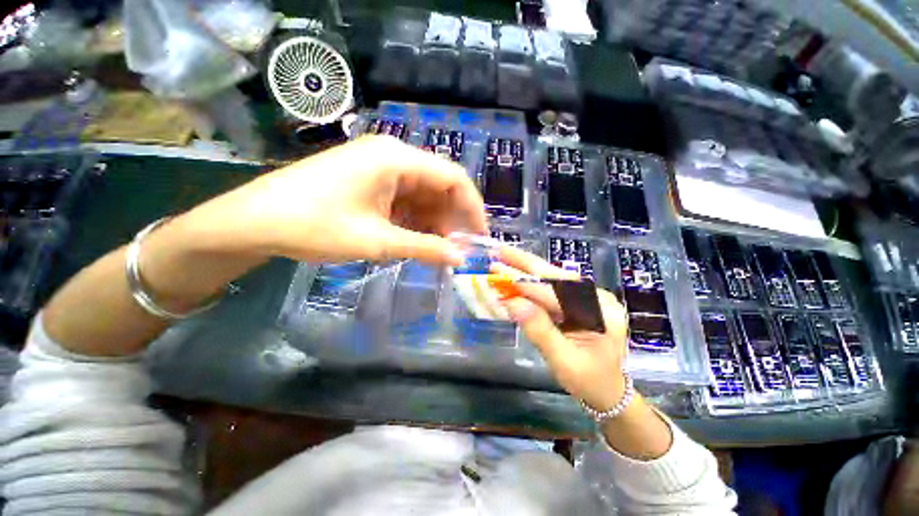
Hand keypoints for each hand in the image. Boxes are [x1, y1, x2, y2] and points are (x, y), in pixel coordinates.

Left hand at [182, 135, 486, 264]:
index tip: (480, 234)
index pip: (453, 177)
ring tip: (438, 250)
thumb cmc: (314, 226)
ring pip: (423, 194)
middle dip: (452, 218)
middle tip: (457, 249)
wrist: (253, 221)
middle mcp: (392, 155)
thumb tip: (461, 259)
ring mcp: (379, 167)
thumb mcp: (377, 241)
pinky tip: (416, 239)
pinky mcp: (369, 181)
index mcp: (397, 158)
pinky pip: (404, 199)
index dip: (472, 206)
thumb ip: (425, 247)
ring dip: (433, 222)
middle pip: (439, 185)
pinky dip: (415, 220)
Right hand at [493, 247, 629, 411]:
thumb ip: (540, 331)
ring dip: (525, 269)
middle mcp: (596, 297)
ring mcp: (587, 298)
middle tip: (500, 250)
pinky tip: (514, 275)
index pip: (556, 292)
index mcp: (601, 312)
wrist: (608, 392)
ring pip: (551, 279)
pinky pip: (550, 289)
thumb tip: (513, 303)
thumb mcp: (564, 362)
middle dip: (525, 263)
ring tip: (503, 258)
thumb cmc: (590, 382)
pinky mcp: (577, 302)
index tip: (499, 273)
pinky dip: (530, 283)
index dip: (525, 283)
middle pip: (555, 276)